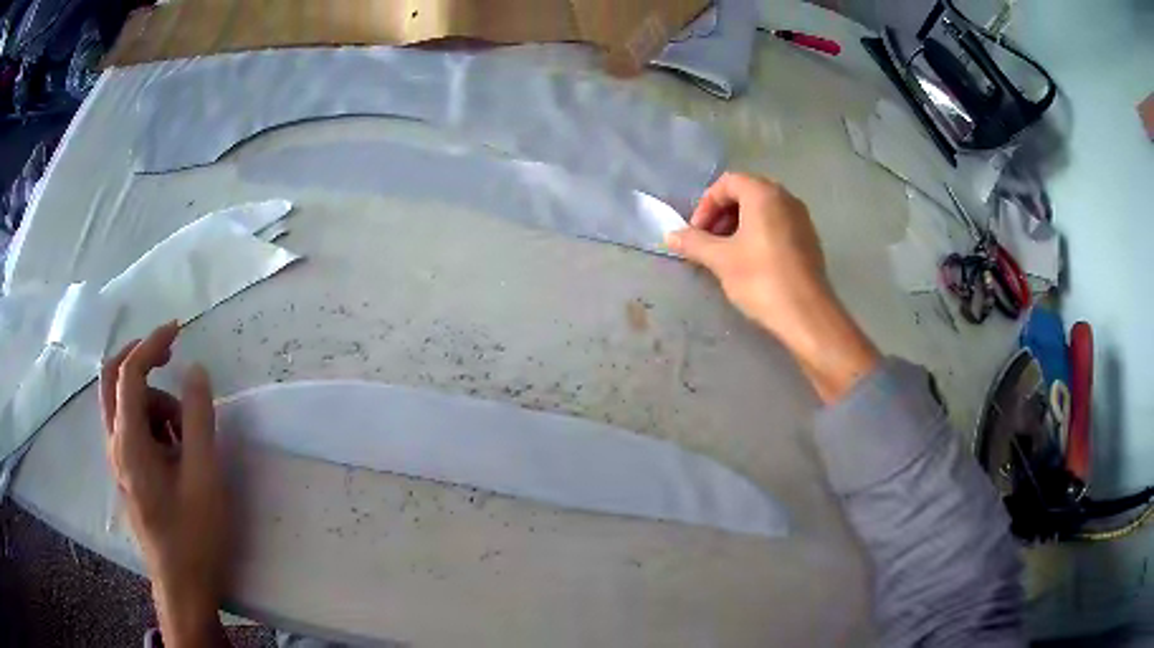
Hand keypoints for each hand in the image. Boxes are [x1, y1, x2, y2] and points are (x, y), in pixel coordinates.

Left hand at [101, 322, 228, 646]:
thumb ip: (198, 418)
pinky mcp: (127, 473)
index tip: (178, 329)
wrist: (182, 586)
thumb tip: (195, 371)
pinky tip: (176, 451)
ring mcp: (119, 460)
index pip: (130, 373)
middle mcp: (115, 444)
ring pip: (124, 405)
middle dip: (139, 359)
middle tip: (169, 355)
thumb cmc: (194, 534)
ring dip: (151, 400)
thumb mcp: (204, 476)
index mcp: (129, 442)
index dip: (152, 344)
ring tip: (185, 433)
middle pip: (112, 379)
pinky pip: (131, 428)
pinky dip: (150, 422)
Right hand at [667, 173, 879, 402]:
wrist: (806, 315)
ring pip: (762, 210)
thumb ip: (694, 243)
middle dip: (721, 214)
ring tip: (725, 254)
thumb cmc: (761, 279)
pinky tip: (750, 262)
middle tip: (707, 241)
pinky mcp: (809, 240)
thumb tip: (670, 236)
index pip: (728, 182)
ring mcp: (801, 218)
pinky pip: (777, 225)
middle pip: (746, 193)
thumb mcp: (721, 260)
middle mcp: (786, 198)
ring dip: (738, 225)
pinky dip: (758, 234)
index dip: (706, 204)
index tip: (696, 231)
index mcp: (764, 194)